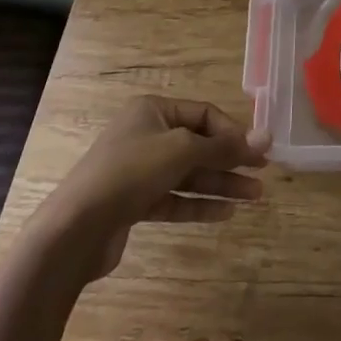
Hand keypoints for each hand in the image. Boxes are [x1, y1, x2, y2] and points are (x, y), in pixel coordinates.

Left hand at [26, 96, 268, 283]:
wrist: (74, 230)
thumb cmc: (130, 173)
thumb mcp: (181, 150)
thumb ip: (224, 146)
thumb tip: (266, 136)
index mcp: (153, 111)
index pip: (204, 114)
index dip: (233, 131)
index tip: (258, 152)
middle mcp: (146, 135)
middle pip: (199, 144)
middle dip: (232, 160)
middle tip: (264, 174)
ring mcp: (139, 171)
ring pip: (189, 174)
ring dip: (222, 184)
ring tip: (255, 197)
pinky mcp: (134, 203)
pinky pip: (175, 198)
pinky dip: (199, 204)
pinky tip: (226, 213)